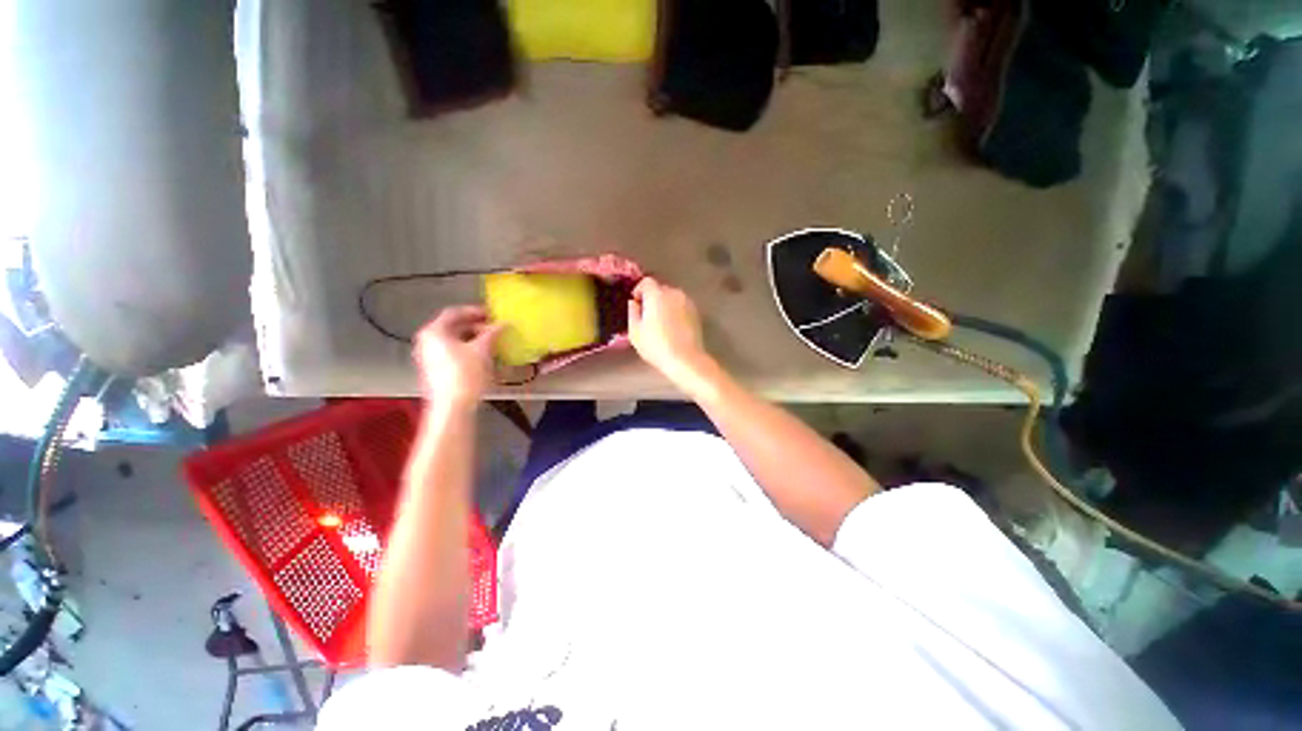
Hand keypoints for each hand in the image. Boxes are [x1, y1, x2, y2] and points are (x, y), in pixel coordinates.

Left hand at [413, 306, 502, 405]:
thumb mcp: (482, 349)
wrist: (453, 405)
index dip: (475, 311)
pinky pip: (453, 354)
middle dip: (476, 327)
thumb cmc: (465, 373)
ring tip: (493, 343)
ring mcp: (429, 358)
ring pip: (454, 342)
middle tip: (494, 329)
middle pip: (453, 327)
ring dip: (474, 340)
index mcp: (434, 332)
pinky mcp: (435, 371)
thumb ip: (492, 333)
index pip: (454, 312)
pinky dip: (468, 351)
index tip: (491, 314)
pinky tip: (484, 358)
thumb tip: (502, 324)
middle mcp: (426, 342)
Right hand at [628, 278, 713, 387]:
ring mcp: (687, 302)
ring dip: (664, 304)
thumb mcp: (635, 332)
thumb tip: (633, 303)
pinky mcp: (696, 313)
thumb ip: (632, 312)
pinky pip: (681, 306)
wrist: (685, 359)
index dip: (639, 290)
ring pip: (672, 297)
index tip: (636, 302)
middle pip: (660, 289)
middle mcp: (674, 293)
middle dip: (652, 298)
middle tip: (646, 315)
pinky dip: (675, 311)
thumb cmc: (656, 346)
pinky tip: (672, 326)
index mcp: (657, 295)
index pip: (646, 282)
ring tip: (660, 321)